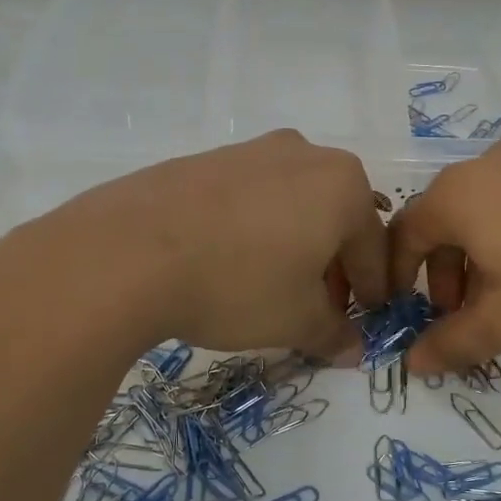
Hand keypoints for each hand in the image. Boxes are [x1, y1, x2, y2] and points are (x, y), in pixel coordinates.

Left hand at [36, 130, 388, 355]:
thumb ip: (333, 334)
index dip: (371, 290)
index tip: (364, 320)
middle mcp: (304, 154)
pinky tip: (228, 262)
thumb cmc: (237, 284)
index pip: (372, 246)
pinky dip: (253, 229)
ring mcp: (250, 151)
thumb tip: (353, 349)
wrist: (128, 251)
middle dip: (332, 266)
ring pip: (291, 204)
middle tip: (318, 308)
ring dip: (294, 245)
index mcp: (342, 185)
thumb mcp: (295, 321)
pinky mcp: (205, 159)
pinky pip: (248, 197)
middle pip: (334, 218)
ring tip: (271, 287)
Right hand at [388, 138, 500, 371]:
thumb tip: (411, 363)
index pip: (405, 232)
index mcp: (460, 192)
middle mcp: (491, 162)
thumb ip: (451, 341)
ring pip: (487, 208)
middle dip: (445, 271)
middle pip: (445, 218)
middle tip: (465, 314)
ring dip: (482, 254)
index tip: (409, 313)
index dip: (398, 276)